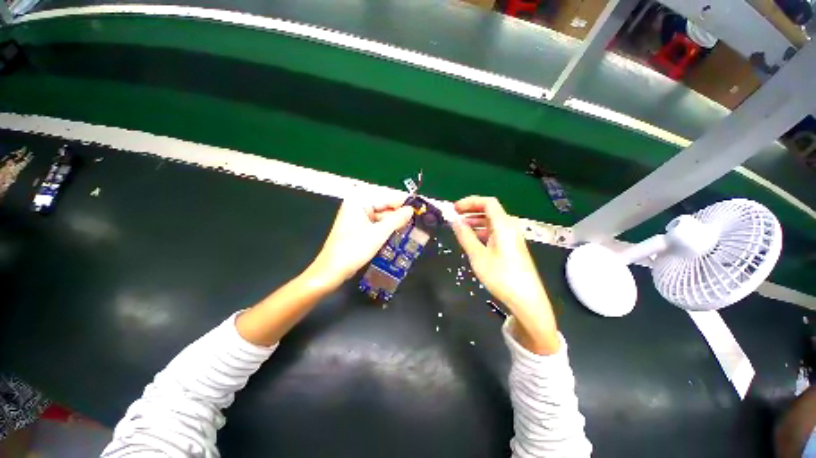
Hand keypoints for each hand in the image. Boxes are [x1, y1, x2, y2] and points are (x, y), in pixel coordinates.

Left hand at [307, 198, 413, 289]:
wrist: (332, 270)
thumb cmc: (354, 249)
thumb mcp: (379, 233)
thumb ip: (396, 219)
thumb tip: (411, 210)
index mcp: (359, 201)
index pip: (386, 197)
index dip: (403, 202)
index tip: (420, 205)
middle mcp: (357, 205)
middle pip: (384, 206)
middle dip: (400, 213)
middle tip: (418, 218)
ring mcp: (357, 217)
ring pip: (381, 216)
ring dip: (394, 222)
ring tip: (413, 226)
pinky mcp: (358, 228)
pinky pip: (376, 224)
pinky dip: (387, 228)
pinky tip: (399, 232)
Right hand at [451, 196, 559, 354]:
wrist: (527, 300)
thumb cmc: (501, 276)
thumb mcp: (478, 256)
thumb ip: (465, 236)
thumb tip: (455, 221)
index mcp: (503, 226)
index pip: (488, 202)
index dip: (470, 202)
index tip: (455, 208)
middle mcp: (510, 227)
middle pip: (490, 210)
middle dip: (471, 210)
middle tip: (455, 216)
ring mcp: (512, 237)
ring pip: (492, 222)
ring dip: (475, 221)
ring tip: (460, 228)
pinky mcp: (512, 247)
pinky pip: (495, 232)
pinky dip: (482, 232)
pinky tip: (473, 240)